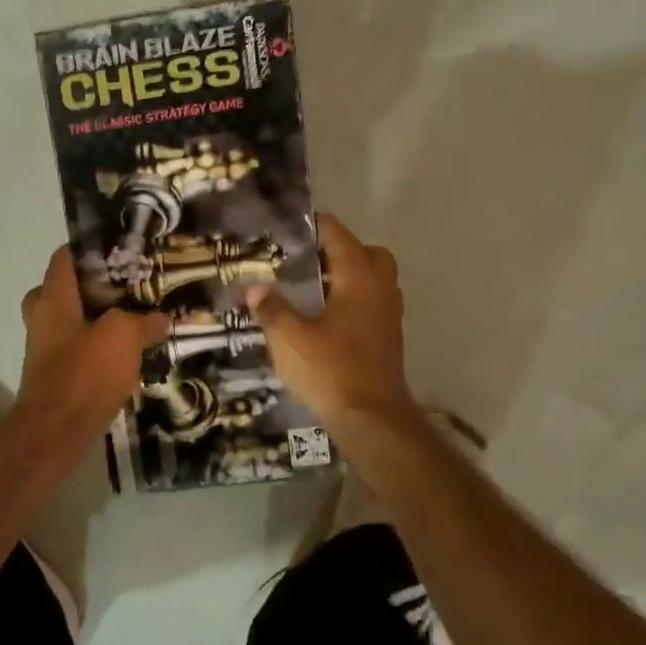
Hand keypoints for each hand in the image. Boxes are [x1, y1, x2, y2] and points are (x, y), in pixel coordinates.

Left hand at [13, 247, 169, 445]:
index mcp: (53, 299)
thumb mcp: (123, 337)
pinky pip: (76, 350)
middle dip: (92, 287)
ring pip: (71, 322)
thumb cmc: (84, 373)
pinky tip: (126, 355)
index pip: (63, 258)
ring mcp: (45, 350)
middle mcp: (43, 319)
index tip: (117, 248)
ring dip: (96, 320)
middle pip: (63, 290)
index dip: (87, 248)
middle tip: (125, 287)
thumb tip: (161, 319)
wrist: (56, 432)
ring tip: (133, 320)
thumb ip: (142, 322)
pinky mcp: (54, 376)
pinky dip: (96, 348)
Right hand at [249, 213, 417, 436]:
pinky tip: (325, 318)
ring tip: (313, 288)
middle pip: (368, 254)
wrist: (372, 418)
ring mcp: (389, 315)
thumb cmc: (330, 369)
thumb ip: (272, 308)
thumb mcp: (289, 337)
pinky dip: (353, 301)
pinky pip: (372, 304)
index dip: (315, 226)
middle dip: (340, 250)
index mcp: (358, 278)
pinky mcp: (388, 339)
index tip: (290, 227)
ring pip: (374, 280)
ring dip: (348, 277)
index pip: (339, 236)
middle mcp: (380, 289)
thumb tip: (256, 288)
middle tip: (308, 260)